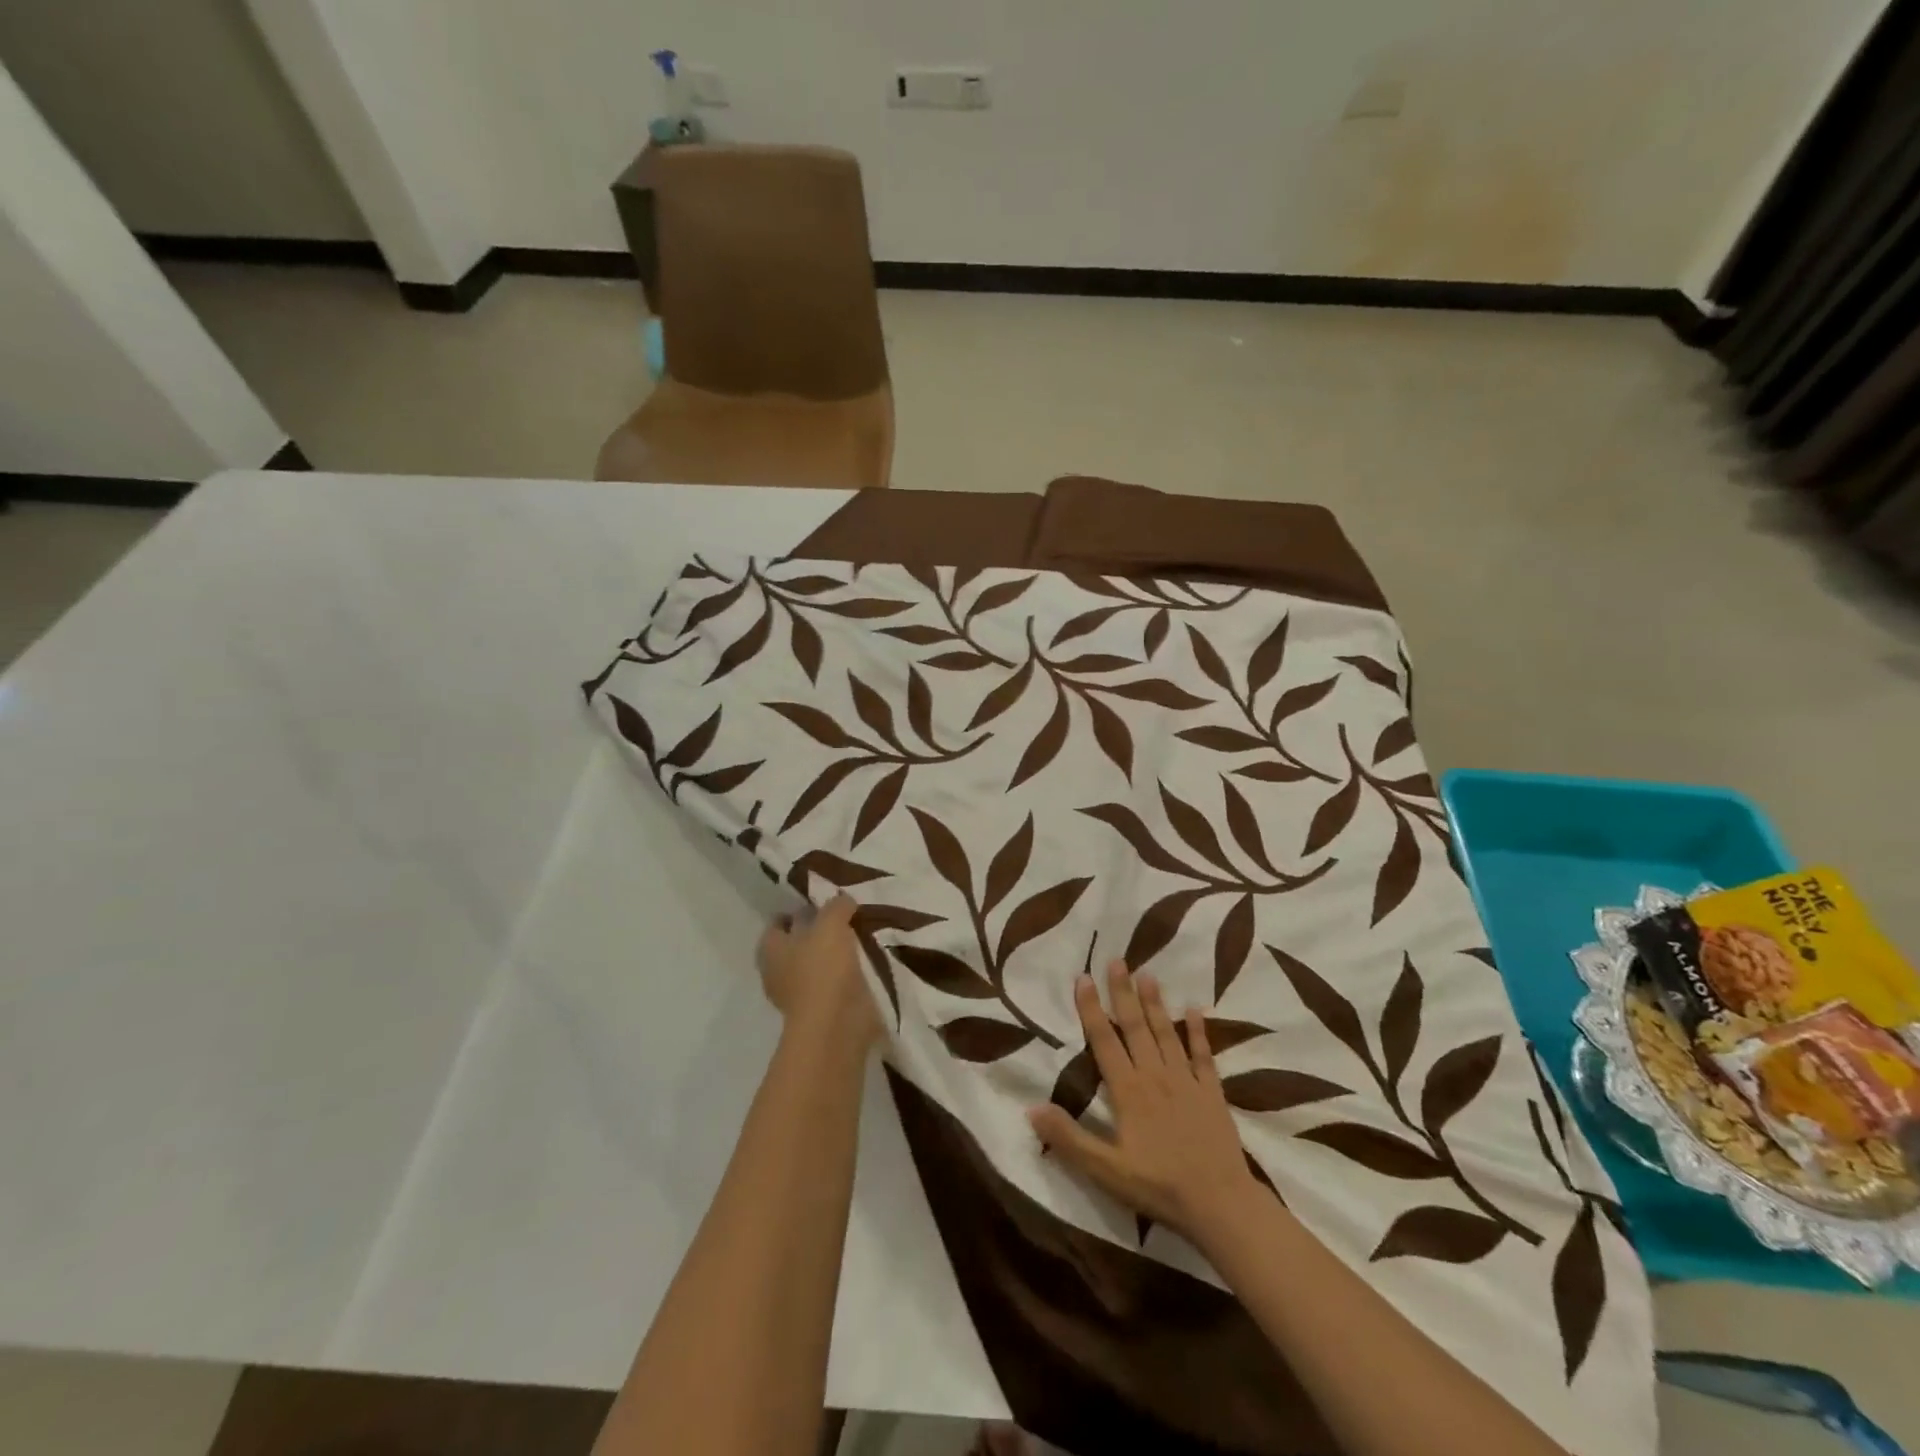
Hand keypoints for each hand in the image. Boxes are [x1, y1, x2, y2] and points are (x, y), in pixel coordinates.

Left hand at [756, 895, 881, 1049]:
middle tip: (843, 918)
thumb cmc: (823, 969)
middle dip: (816, 932)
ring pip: (816, 965)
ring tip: (859, 938)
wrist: (837, 1026)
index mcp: (771, 949)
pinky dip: (845, 976)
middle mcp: (778, 971)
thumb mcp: (831, 924)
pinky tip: (865, 963)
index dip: (795, 910)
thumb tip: (842, 900)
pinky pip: (833, 984)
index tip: (820, 901)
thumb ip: (836, 907)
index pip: (777, 922)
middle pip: (797, 944)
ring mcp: (799, 995)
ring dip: (833, 955)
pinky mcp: (821, 1011)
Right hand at [1028, 961, 1263, 1248]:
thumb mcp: (1105, 1170)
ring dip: (1155, 1003)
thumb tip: (1031, 1108)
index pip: (1104, 1040)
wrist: (1221, 1204)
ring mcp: (1187, 1082)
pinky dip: (1198, 1031)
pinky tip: (1195, 1010)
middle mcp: (1155, 1076)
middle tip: (1117, 960)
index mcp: (1128, 1091)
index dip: (1092, 1009)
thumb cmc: (1158, 1187)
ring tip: (1148, 974)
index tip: (1083, 978)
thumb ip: (1069, 1138)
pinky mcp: (1212, 1093)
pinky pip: (1203, 1056)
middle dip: (1123, 993)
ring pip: (1167, 1033)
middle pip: (1136, 1027)